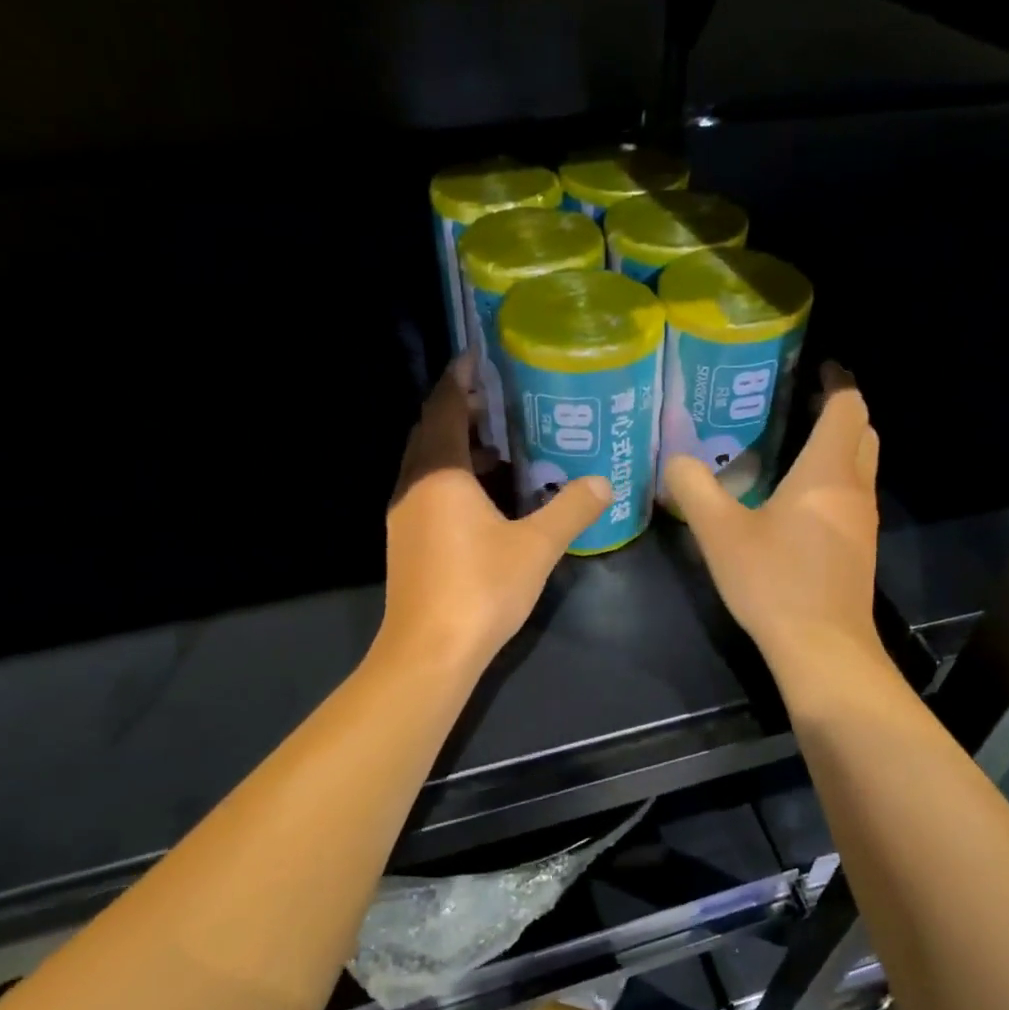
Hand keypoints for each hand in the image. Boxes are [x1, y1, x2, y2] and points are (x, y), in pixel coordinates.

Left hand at [380, 359, 611, 671]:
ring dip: (458, 449)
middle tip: (500, 399)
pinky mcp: (406, 542)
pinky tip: (487, 498)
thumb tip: (604, 482)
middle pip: (431, 432)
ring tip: (502, 445)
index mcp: (439, 473)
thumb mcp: (536, 546)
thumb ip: (571, 509)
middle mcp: (413, 486)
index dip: (460, 379)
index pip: (444, 408)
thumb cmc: (481, 588)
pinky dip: (454, 480)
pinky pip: (428, 492)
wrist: (430, 651)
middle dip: (461, 411)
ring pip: (428, 465)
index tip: (479, 358)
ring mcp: (404, 516)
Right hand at [665, 363, 881, 677]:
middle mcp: (855, 488)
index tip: (813, 370)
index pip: (849, 406)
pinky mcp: (859, 550)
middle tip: (796, 408)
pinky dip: (833, 483)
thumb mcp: (720, 534)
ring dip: (837, 449)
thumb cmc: (774, 582)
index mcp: (827, 471)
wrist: (821, 648)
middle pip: (863, 432)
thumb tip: (676, 459)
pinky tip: (796, 503)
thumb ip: (695, 489)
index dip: (836, 382)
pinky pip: (852, 497)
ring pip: (861, 466)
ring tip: (791, 449)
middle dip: (838, 412)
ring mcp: (862, 521)